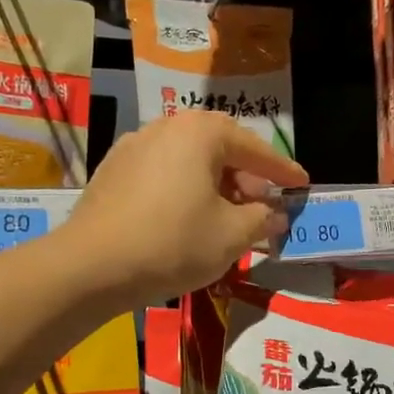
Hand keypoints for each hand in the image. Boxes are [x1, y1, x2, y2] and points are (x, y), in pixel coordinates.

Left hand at [65, 111, 307, 304]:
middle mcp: (166, 127)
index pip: (254, 148)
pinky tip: (188, 217)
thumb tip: (275, 214)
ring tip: (227, 213)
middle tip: (263, 203)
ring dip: (215, 182)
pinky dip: (185, 188)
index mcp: (200, 133)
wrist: (91, 266)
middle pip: (219, 146)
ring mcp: (134, 146)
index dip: (283, 171)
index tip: (302, 185)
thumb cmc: (173, 243)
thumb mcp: (232, 235)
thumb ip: (262, 219)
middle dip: (246, 174)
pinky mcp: (112, 171)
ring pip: (189, 159)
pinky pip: (163, 172)